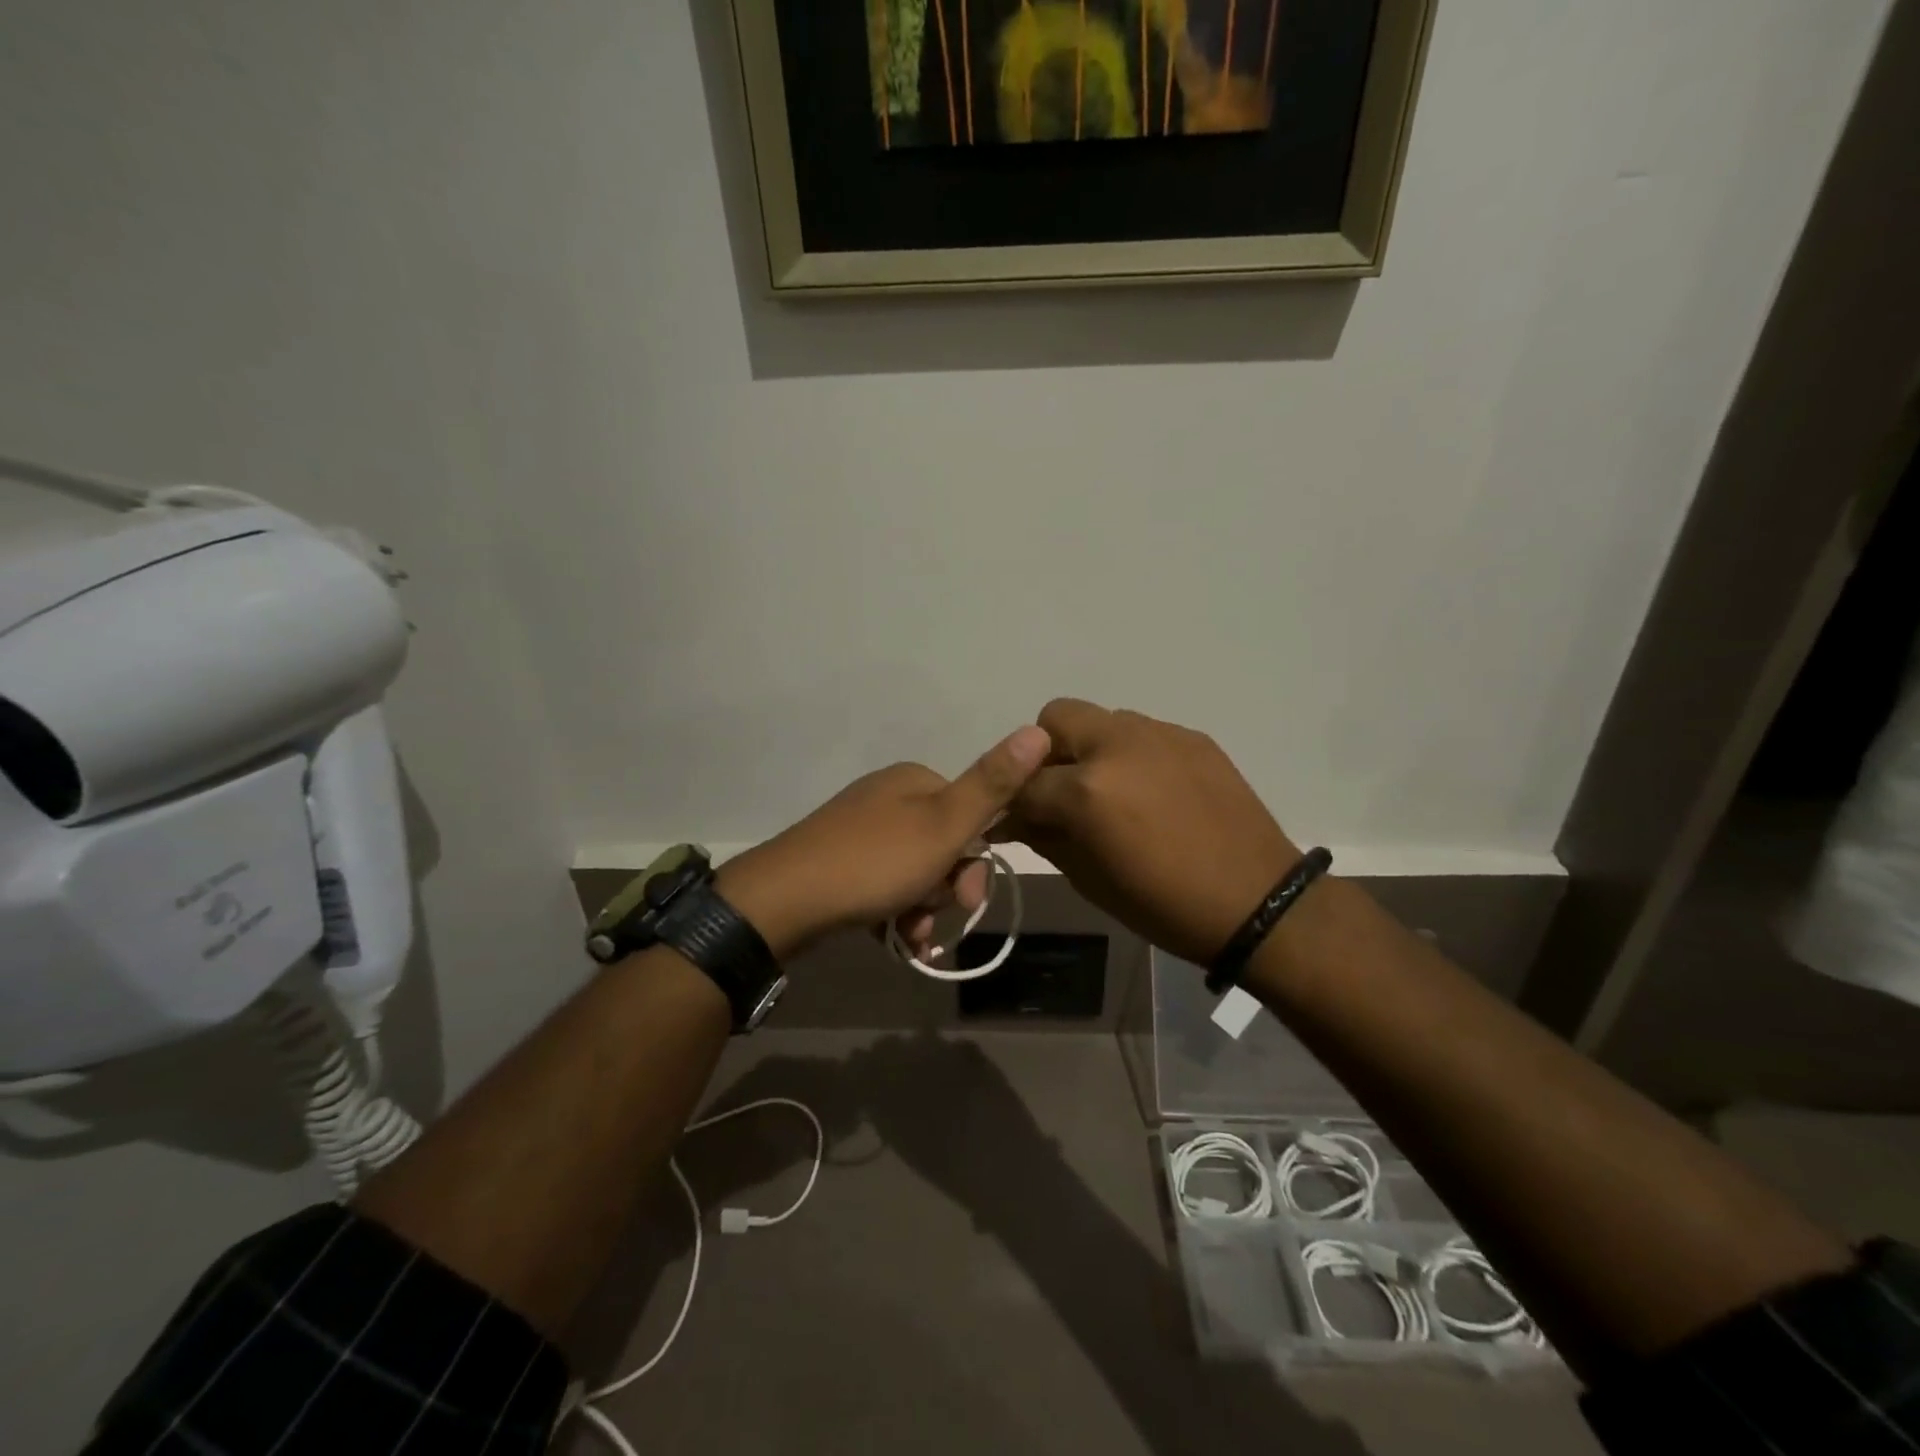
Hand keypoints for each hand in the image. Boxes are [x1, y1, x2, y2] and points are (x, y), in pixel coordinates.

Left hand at [719, 725, 1051, 959]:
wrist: (784, 900)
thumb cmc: (875, 862)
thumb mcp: (945, 825)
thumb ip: (993, 784)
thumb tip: (1039, 729)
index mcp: (914, 781)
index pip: (971, 815)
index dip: (976, 860)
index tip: (968, 897)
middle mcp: (887, 797)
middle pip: (943, 846)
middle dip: (946, 888)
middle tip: (934, 919)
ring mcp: (858, 829)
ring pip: (915, 871)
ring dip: (923, 908)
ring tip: (910, 937)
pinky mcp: (837, 861)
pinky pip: (884, 885)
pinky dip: (896, 912)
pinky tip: (895, 938)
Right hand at [996, 699, 1299, 965]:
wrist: (1256, 902)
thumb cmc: (1163, 905)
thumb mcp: (1088, 879)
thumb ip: (1044, 837)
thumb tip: (1016, 818)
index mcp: (1087, 788)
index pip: (1024, 782)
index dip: (1011, 803)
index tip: (1014, 821)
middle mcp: (1118, 745)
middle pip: (1055, 718)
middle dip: (1046, 753)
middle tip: (1061, 793)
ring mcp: (1159, 734)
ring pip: (1102, 720)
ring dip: (1090, 750)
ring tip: (1110, 792)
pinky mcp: (1192, 737)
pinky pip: (1143, 733)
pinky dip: (1131, 755)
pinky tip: (1151, 793)